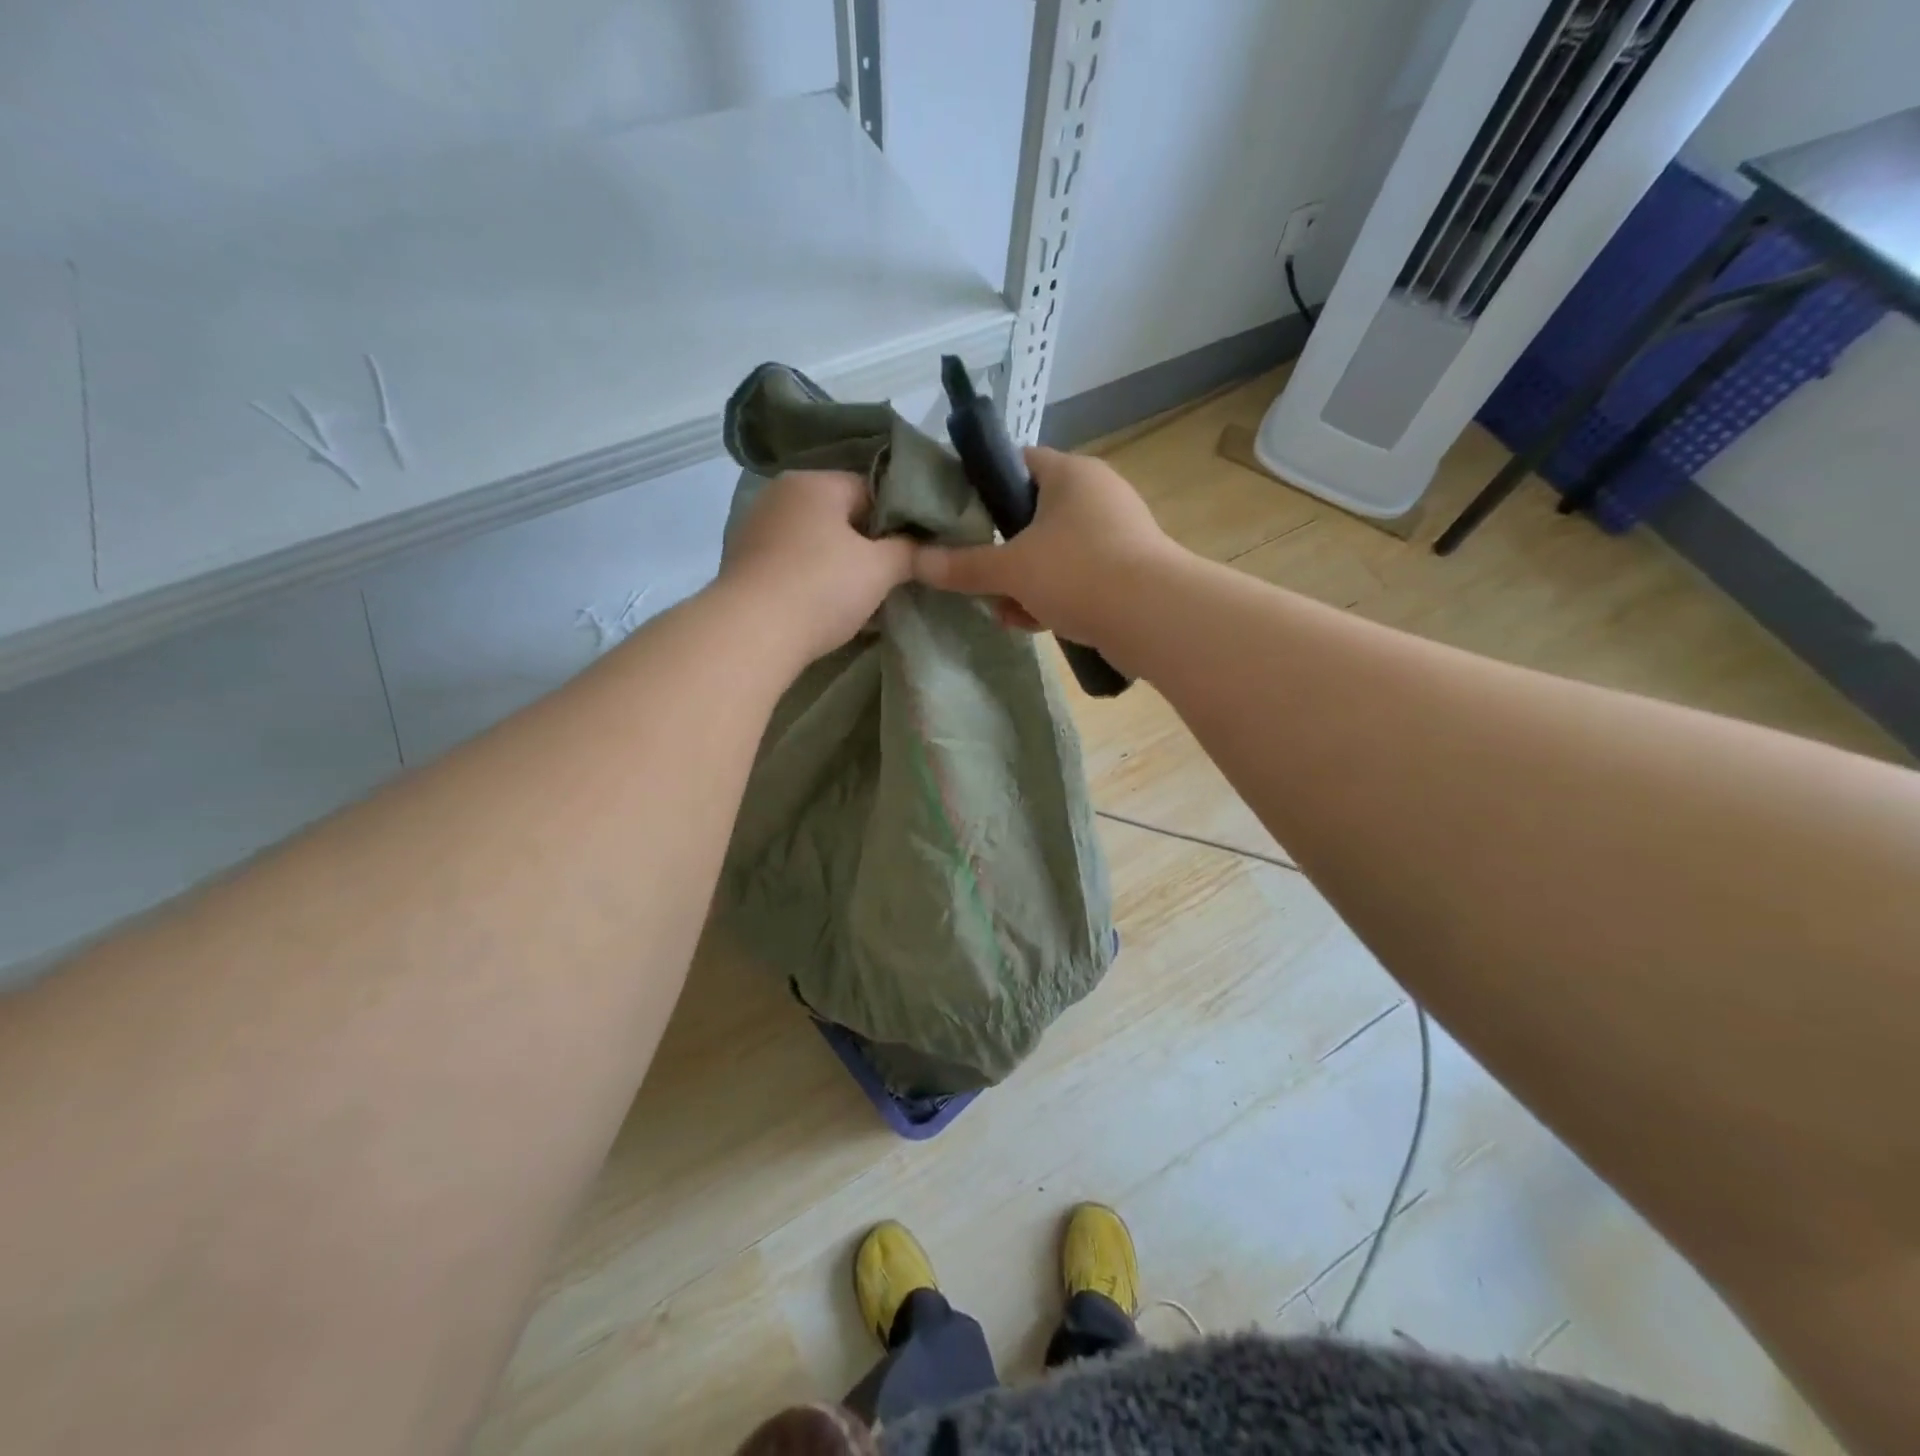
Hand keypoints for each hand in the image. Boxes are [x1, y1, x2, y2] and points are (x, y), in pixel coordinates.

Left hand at [719, 470, 915, 663]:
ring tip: (859, 599)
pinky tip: (822, 608)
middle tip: (889, 579)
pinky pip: (790, 564)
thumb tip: (925, 547)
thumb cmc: (822, 588)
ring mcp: (755, 528)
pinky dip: (809, 580)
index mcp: (814, 482)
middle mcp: (780, 494)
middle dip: (866, 546)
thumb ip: (908, 551)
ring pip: (814, 542)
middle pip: (839, 515)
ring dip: (837, 566)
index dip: (897, 521)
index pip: (871, 489)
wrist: (752, 634)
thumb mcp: (880, 569)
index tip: (911, 554)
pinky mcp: (742, 564)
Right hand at [913, 446, 1180, 647]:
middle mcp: (1096, 494)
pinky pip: (1076, 577)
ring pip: (1053, 552)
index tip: (957, 518)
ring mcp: (1115, 533)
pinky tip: (1033, 623)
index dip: (982, 486)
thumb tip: (914, 562)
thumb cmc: (1078, 573)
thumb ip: (962, 566)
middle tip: (977, 575)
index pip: (1015, 462)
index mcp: (1070, 474)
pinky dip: (1053, 597)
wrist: (1154, 618)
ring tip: (1004, 610)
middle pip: (1031, 515)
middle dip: (1001, 551)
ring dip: (1024, 581)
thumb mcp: (1011, 570)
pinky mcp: (1126, 570)